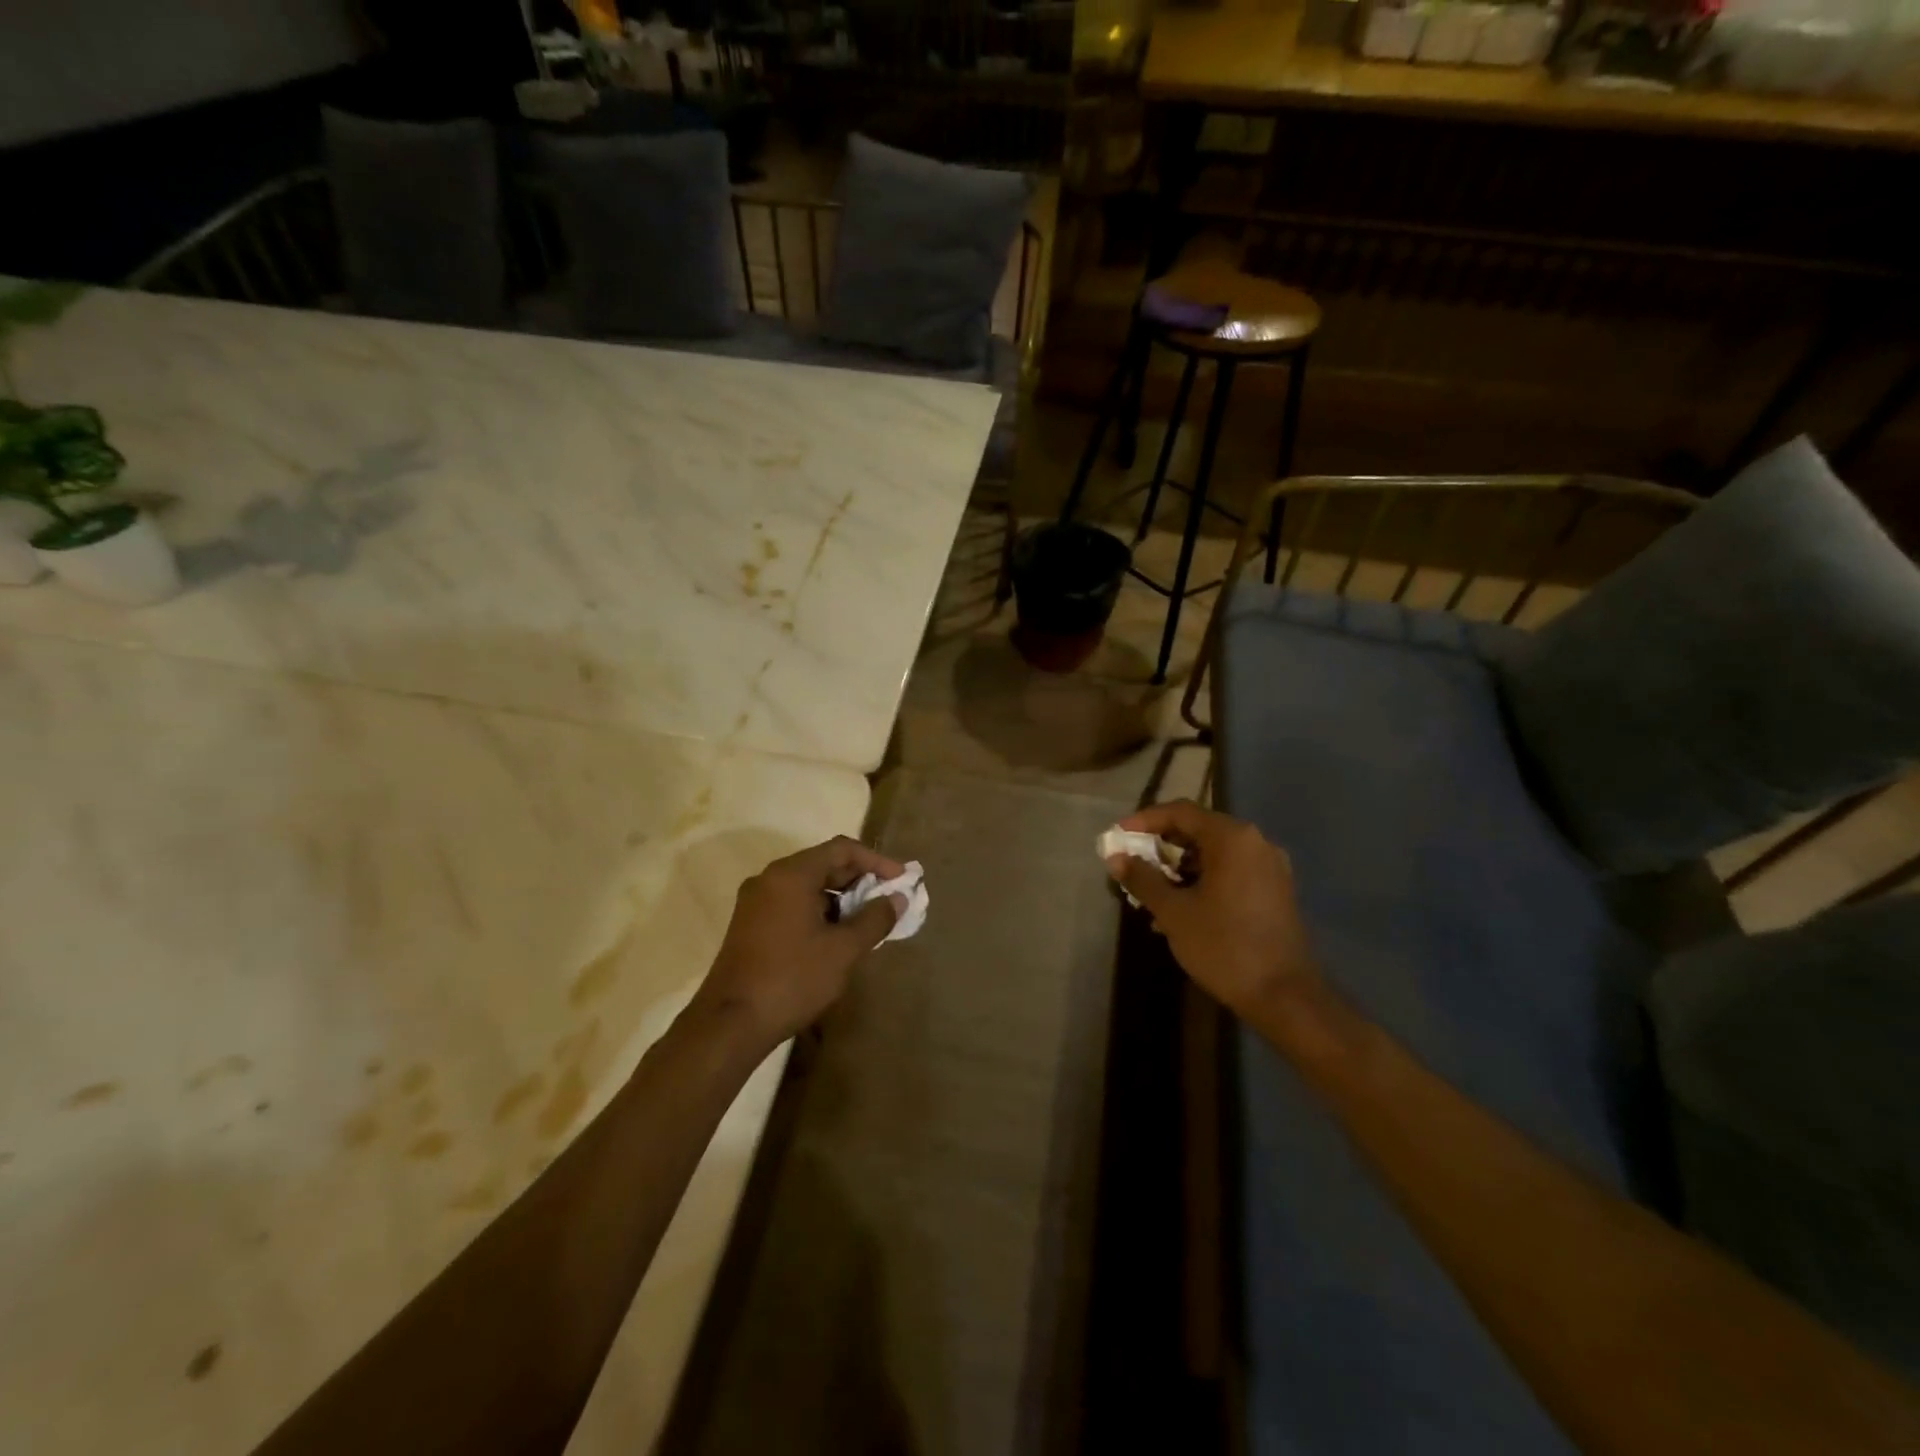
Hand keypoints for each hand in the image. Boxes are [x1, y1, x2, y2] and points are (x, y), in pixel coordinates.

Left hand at [691, 836, 905, 1047]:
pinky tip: (836, 937)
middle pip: (823, 864)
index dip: (876, 861)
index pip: (841, 849)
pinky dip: (819, 912)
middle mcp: (770, 879)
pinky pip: (793, 903)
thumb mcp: (843, 950)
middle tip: (888, 901)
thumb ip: (875, 919)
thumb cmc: (792, 979)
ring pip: (808, 886)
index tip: (901, 880)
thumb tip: (897, 899)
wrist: (730, 1023)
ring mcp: (756, 902)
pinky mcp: (750, 924)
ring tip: (867, 922)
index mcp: (791, 874)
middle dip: (859, 880)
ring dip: (840, 898)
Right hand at [1106, 800, 1317, 1018]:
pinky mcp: (1275, 891)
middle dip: (1161, 846)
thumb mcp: (1174, 912)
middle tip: (1132, 863)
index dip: (1145, 820)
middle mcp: (1255, 843)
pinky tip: (1181, 908)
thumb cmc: (1224, 946)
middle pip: (1199, 830)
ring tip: (1152, 892)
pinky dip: (1203, 880)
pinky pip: (1231, 872)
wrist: (1284, 996)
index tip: (1118, 836)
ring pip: (1214, 853)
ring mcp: (1270, 867)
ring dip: (1180, 867)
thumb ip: (1142, 879)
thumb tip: (1115, 858)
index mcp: (1232, 838)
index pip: (1181, 812)